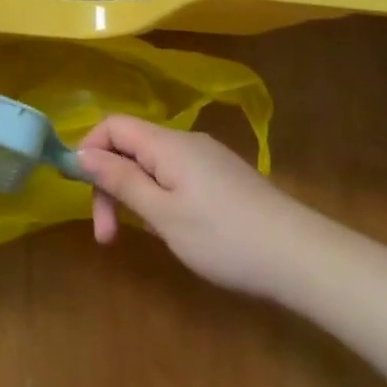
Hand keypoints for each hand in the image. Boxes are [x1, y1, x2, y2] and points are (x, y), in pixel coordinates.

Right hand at [78, 117, 309, 296]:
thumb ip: (120, 180)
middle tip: (108, 234)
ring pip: (152, 164)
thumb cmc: (226, 238)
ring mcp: (208, 160)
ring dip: (135, 195)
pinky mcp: (224, 179)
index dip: (89, 151)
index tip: (83, 193)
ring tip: (143, 235)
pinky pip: (175, 176)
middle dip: (110, 184)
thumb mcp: (163, 213)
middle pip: (130, 146)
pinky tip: (174, 229)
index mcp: (167, 144)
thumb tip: (81, 153)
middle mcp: (186, 142)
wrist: (306, 260)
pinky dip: (159, 197)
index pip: (112, 126)